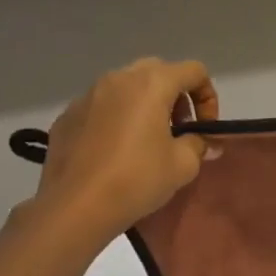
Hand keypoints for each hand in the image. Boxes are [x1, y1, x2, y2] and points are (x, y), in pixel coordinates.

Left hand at [31, 58, 219, 241]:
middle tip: (178, 130)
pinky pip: (101, 107)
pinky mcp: (68, 115)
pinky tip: (115, 152)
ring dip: (144, 106)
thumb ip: (199, 145)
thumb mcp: (182, 166)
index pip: (193, 71)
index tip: (204, 128)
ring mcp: (88, 95)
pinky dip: (116, 119)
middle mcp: (118, 79)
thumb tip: (205, 142)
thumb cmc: (137, 179)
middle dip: (175, 97)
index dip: (208, 97)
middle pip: (158, 72)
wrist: (76, 205)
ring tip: (146, 142)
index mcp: (151, 84)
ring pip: (126, 88)